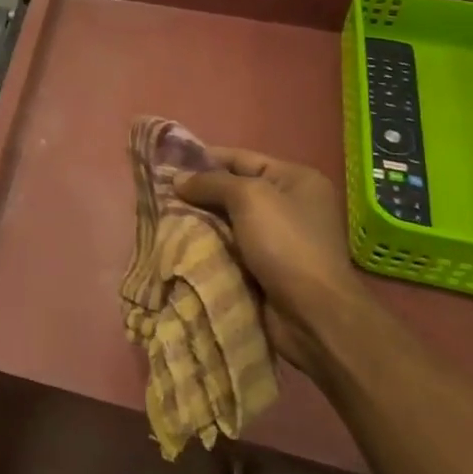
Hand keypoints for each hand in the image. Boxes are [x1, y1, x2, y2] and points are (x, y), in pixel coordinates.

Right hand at [175, 149, 370, 374]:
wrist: (312, 315)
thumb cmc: (286, 244)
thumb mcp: (249, 198)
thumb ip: (211, 182)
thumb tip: (178, 179)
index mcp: (296, 179)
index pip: (241, 158)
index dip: (204, 158)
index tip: (167, 163)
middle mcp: (290, 204)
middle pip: (233, 189)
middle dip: (199, 192)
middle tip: (160, 192)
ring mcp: (279, 238)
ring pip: (228, 220)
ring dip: (200, 220)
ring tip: (162, 215)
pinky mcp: (266, 267)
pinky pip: (230, 246)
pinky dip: (209, 244)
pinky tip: (180, 240)